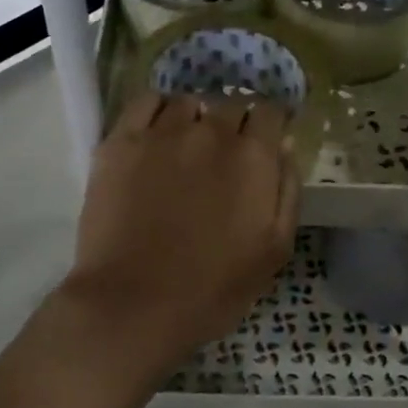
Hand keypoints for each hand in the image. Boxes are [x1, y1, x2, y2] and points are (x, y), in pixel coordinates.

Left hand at [65, 92, 298, 362]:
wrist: (135, 304)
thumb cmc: (214, 288)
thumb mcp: (275, 248)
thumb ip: (287, 189)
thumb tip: (284, 143)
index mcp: (254, 157)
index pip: (271, 112)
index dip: (272, 122)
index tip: (268, 137)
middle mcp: (211, 132)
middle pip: (231, 104)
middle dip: (236, 123)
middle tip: (226, 154)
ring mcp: (163, 133)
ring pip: (189, 103)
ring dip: (196, 118)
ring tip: (188, 145)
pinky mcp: (121, 142)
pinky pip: (146, 103)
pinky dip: (158, 110)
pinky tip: (157, 132)